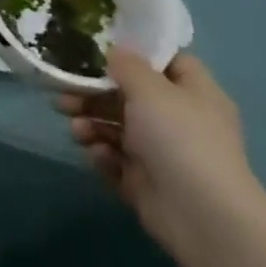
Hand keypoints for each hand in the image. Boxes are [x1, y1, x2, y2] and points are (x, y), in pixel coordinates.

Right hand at [55, 47, 265, 262]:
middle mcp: (178, 119)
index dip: (137, 54)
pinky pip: (115, 158)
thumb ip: (127, 65)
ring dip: (91, 124)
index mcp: (193, 93)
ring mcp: (162, 152)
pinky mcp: (144, 180)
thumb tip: (115, 51)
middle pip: (129, 95)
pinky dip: (102, 154)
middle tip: (65, 95)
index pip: (168, 62)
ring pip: (116, 127)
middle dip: (93, 94)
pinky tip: (98, 155)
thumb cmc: (179, 138)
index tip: (100, 51)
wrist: (201, 215)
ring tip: (77, 130)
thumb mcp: (150, 88)